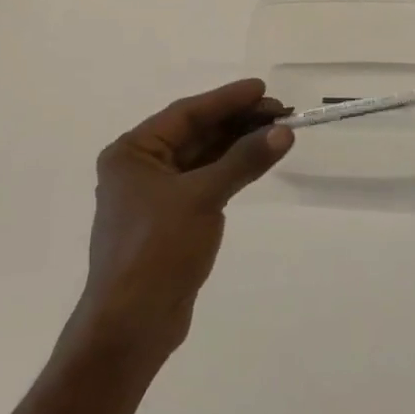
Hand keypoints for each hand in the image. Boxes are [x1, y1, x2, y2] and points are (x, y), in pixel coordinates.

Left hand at [70, 78, 292, 363]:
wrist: (131, 326)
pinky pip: (206, 182)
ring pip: (203, 158)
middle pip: (196, 134)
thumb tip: (282, 133)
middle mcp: (140, 167)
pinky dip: (231, 171)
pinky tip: (258, 160)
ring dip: (238, 145)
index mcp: (132, 152)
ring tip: (278, 132)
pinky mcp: (172, 220)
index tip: (262, 88)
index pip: (185, 114)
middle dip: (237, 122)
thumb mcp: (202, 198)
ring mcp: (156, 195)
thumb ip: (242, 161)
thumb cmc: (157, 250)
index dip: (226, 100)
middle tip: (280, 113)